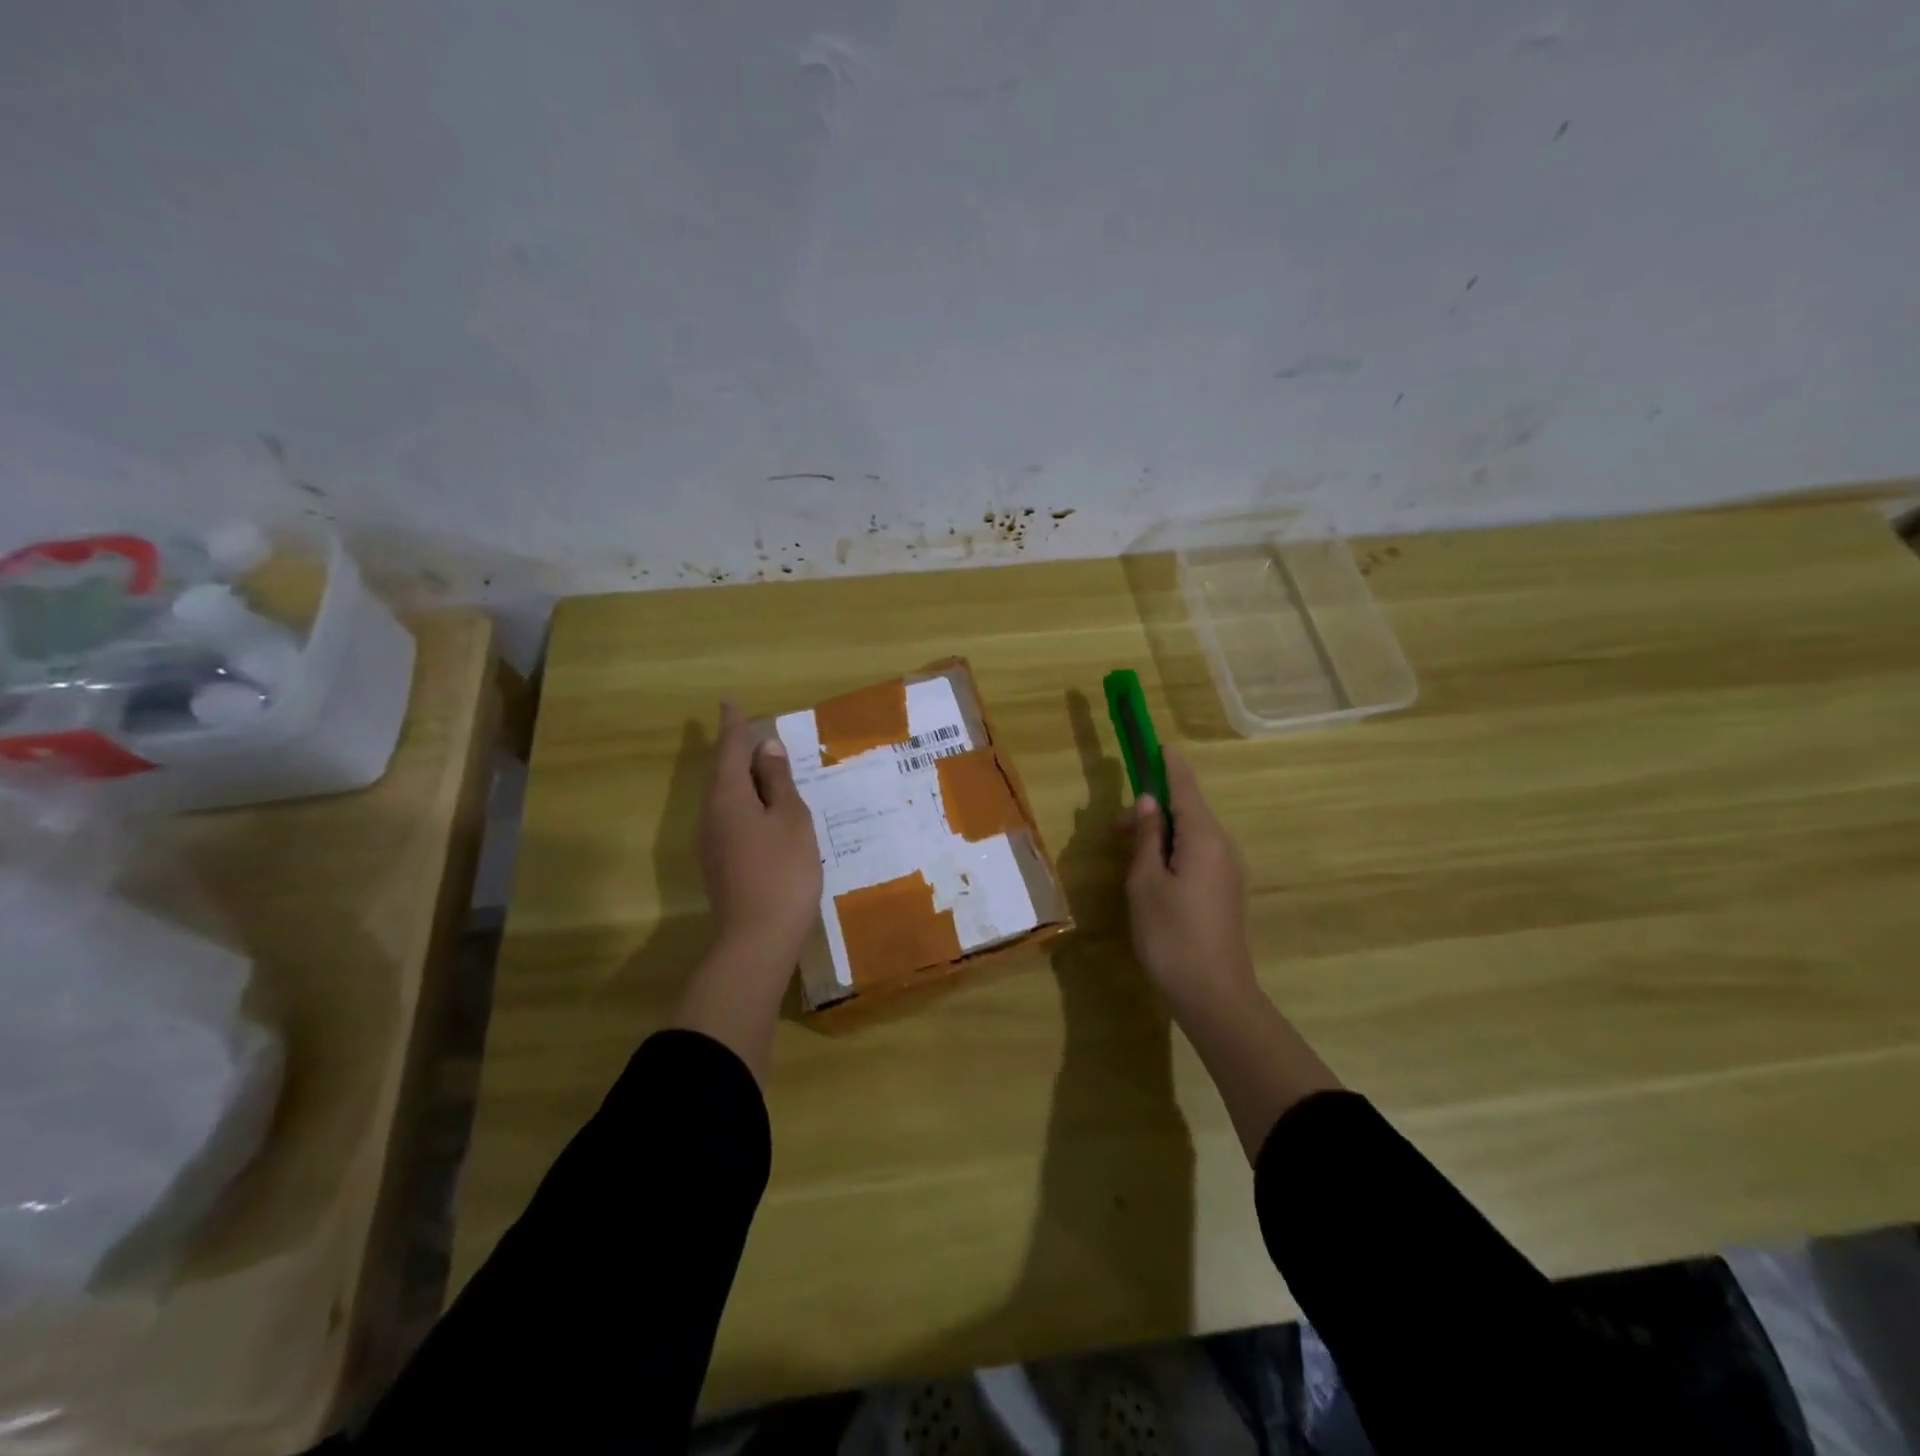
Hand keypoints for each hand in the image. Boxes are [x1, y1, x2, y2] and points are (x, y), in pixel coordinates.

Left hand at [698, 702, 823, 964]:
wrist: (756, 939)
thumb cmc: (782, 871)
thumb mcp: (790, 820)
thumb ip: (778, 782)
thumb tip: (766, 748)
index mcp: (728, 797)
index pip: (730, 749)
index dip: (733, 726)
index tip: (729, 702)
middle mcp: (712, 814)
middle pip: (723, 772)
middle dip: (737, 750)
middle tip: (752, 731)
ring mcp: (712, 842)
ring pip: (726, 796)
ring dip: (743, 777)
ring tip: (763, 765)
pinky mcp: (720, 862)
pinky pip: (731, 817)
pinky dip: (746, 802)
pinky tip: (764, 810)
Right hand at [1123, 748, 1256, 1015]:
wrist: (1214, 995)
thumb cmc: (1171, 934)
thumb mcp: (1146, 882)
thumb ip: (1148, 837)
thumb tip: (1148, 803)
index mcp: (1204, 838)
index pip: (1185, 787)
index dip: (1169, 765)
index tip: (1158, 744)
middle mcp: (1223, 847)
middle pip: (1189, 811)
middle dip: (1155, 808)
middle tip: (1116, 828)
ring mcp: (1228, 871)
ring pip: (1192, 835)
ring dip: (1162, 833)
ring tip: (1130, 852)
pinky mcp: (1226, 892)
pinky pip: (1198, 855)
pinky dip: (1174, 850)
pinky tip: (1153, 872)